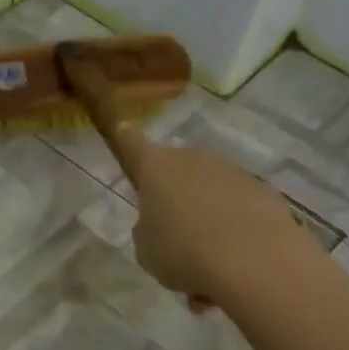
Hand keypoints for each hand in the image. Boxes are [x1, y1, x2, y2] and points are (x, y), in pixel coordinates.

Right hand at [58, 44, 316, 306]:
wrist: (260, 266)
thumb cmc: (185, 254)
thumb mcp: (146, 251)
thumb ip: (148, 232)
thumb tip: (166, 226)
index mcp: (155, 167)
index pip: (121, 133)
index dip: (100, 101)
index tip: (84, 63)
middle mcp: (193, 160)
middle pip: (172, 180)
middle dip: (172, 211)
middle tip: (172, 254)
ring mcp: (233, 175)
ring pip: (206, 206)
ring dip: (202, 239)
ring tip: (204, 285)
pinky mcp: (264, 196)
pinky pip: (235, 219)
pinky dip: (230, 247)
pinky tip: (230, 280)